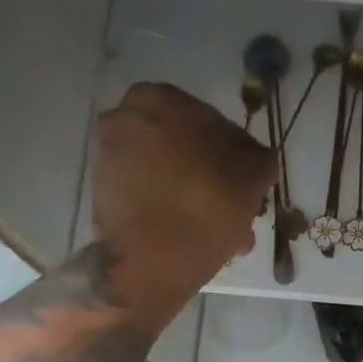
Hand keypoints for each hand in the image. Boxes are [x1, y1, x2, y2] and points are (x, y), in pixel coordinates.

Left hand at [93, 83, 275, 320]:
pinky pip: (148, 197)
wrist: (152, 263)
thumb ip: (260, 158)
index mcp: (160, 98)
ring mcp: (108, 157)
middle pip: (185, 149)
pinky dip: (170, 212)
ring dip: (193, 198)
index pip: (211, 122)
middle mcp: (125, 117)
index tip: (247, 187)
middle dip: (211, 178)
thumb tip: (257, 158)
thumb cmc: (206, 207)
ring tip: (219, 233)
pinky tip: (193, 238)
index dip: (235, 157)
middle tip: (235, 211)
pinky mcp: (102, 194)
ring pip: (167, 175)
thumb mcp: (253, 178)